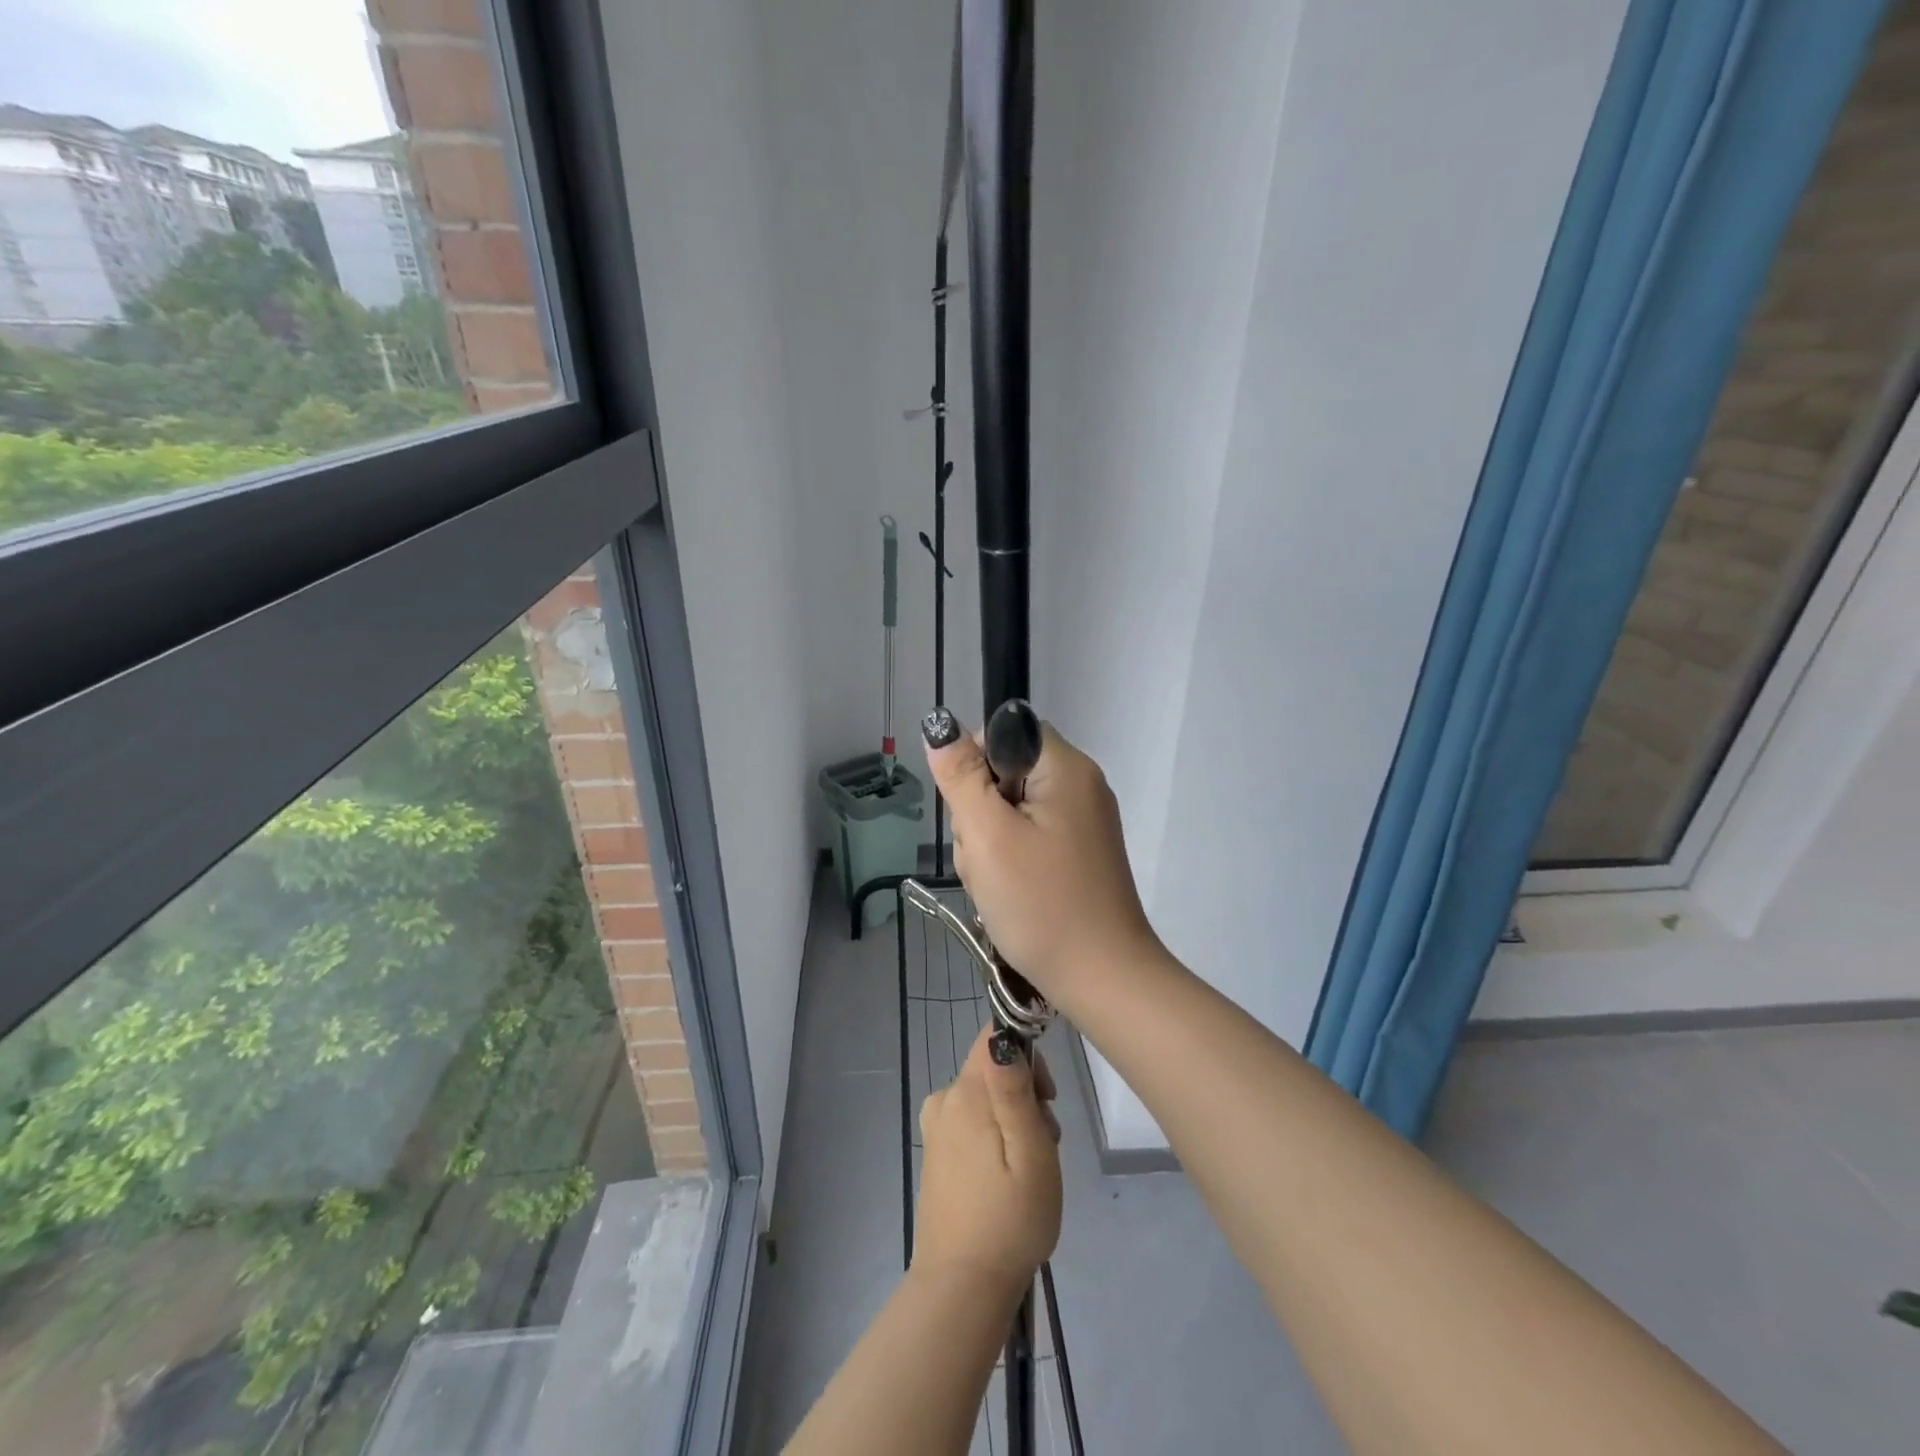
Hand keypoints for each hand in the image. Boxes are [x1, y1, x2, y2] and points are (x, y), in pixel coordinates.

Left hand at [914, 1026, 1062, 1298]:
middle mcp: (944, 1098)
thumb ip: (1014, 1088)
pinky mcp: (936, 1150)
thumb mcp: (1030, 1150)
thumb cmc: (1010, 1218)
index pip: (994, 1036)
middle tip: (1045, 1143)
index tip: (1045, 1097)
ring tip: (1029, 1169)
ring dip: (1014, 1120)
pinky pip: (973, 1121)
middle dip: (1025, 1095)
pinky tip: (1007, 1178)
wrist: (962, 1287)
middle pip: (992, 1069)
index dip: (1026, 1055)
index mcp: (965, 1092)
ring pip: (986, 1097)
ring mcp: (936, 1126)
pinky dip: (996, 1137)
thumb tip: (1004, 1034)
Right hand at [922, 711, 1160, 1006]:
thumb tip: (940, 726)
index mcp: (1067, 768)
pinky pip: (1027, 840)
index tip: (971, 811)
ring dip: (989, 844)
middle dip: (980, 814)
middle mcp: (1080, 786)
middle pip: (1005, 774)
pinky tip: (1009, 894)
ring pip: (1010, 812)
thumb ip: (961, 776)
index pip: (1006, 733)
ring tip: (997, 884)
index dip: (976, 766)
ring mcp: (1081, 823)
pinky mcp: (1076, 854)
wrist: (1102, 979)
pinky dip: (1009, 862)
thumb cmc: (1042, 903)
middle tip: (987, 858)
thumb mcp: (989, 835)